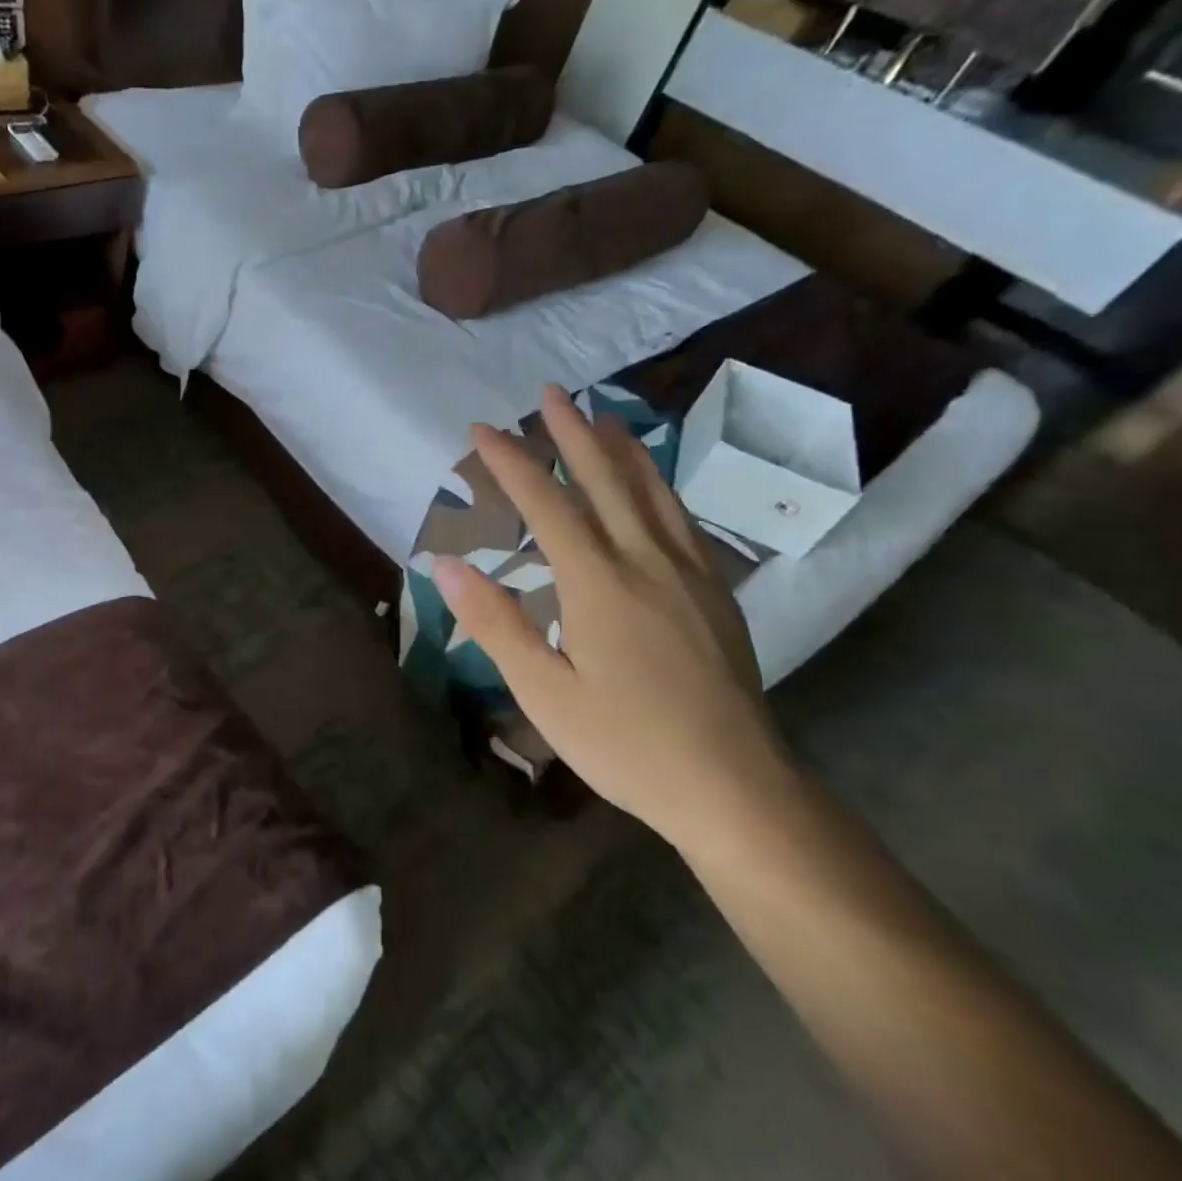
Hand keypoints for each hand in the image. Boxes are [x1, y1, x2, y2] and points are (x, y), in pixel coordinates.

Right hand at [432, 384, 792, 850]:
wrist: (735, 788)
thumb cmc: (627, 744)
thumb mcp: (544, 692)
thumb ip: (496, 622)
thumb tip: (446, 565)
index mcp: (599, 583)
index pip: (547, 504)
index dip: (511, 462)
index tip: (482, 430)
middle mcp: (647, 562)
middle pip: (606, 480)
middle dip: (572, 433)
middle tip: (550, 392)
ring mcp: (689, 575)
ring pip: (652, 492)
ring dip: (622, 449)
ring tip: (602, 416)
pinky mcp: (715, 594)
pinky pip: (680, 519)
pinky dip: (657, 485)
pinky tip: (653, 487)